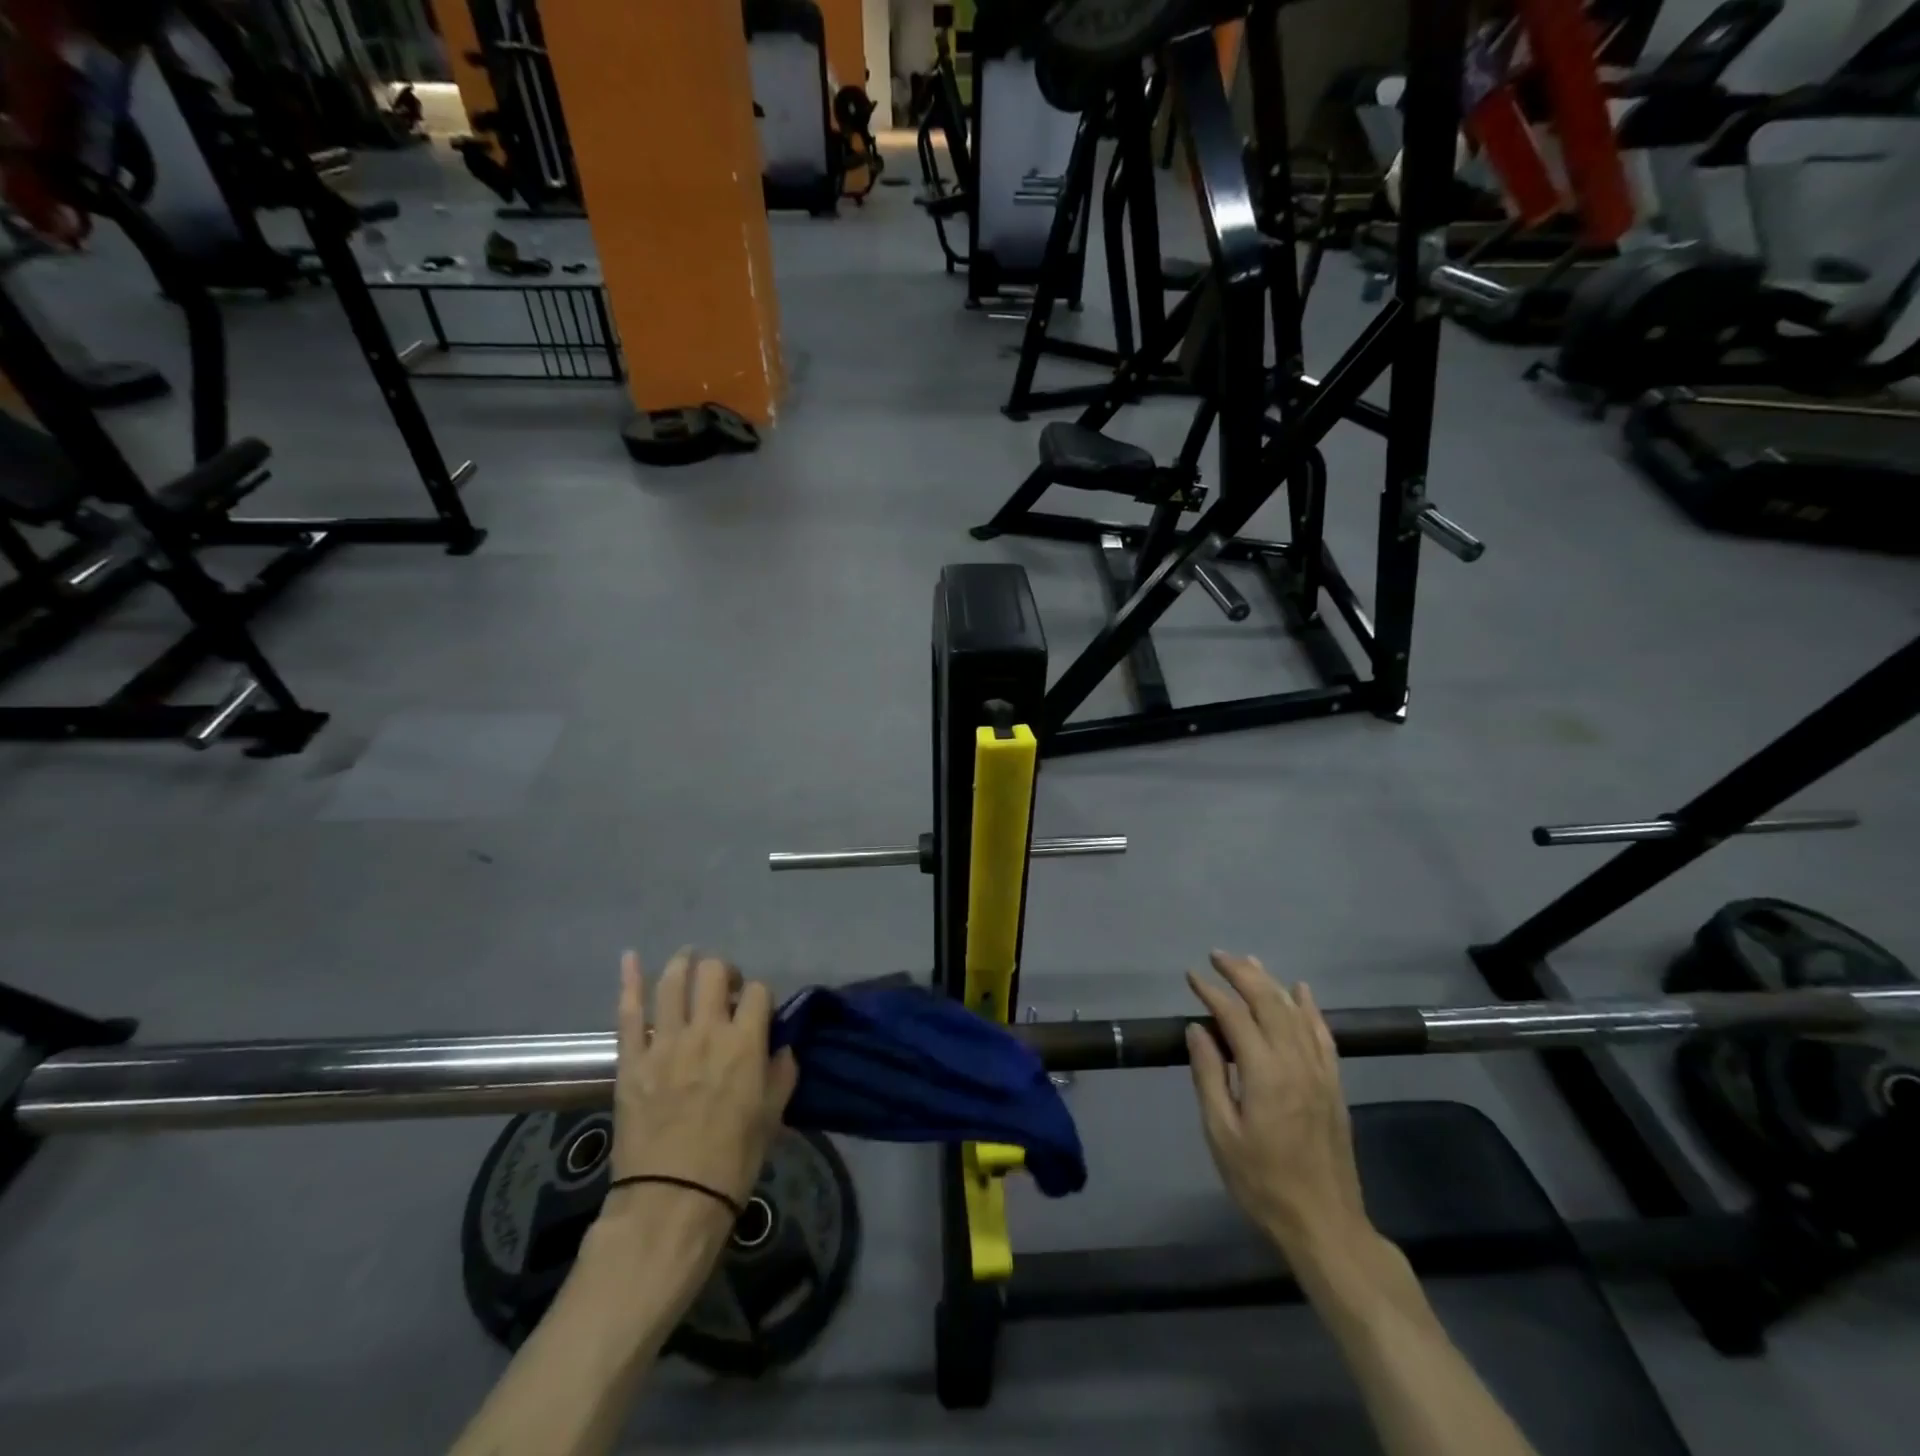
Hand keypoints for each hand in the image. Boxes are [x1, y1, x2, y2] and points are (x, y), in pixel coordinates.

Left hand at [606, 948, 798, 1219]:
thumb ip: (782, 1072)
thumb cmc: (732, 1159)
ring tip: (687, 961)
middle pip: (714, 972)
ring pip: (673, 981)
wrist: (672, 1200)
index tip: (755, 1011)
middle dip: (722, 971)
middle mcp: (706, 1031)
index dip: (759, 995)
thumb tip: (781, 1046)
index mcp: (745, 1042)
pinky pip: (628, 1013)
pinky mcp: (631, 1060)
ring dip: (683, 963)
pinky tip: (630, 958)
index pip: (757, 991)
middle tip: (722, 988)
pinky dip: (629, 982)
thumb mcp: (773, 1115)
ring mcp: (664, 1042)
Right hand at [1185, 951, 1371, 1258]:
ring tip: (1249, 961)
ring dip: (1271, 982)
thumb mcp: (1221, 1134)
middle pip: (1269, 1002)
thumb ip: (1209, 1076)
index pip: (1235, 1016)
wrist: (1324, 1225)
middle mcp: (1296, 1062)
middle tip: (1217, 956)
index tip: (1192, 976)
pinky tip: (1301, 991)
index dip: (1212, 992)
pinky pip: (1323, 1035)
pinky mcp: (1334, 1085)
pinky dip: (1310, 1008)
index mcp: (1265, 1073)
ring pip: (1296, 1012)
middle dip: (1242, 973)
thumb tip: (1197, 1028)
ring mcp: (1320, 1072)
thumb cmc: (1262, 1183)